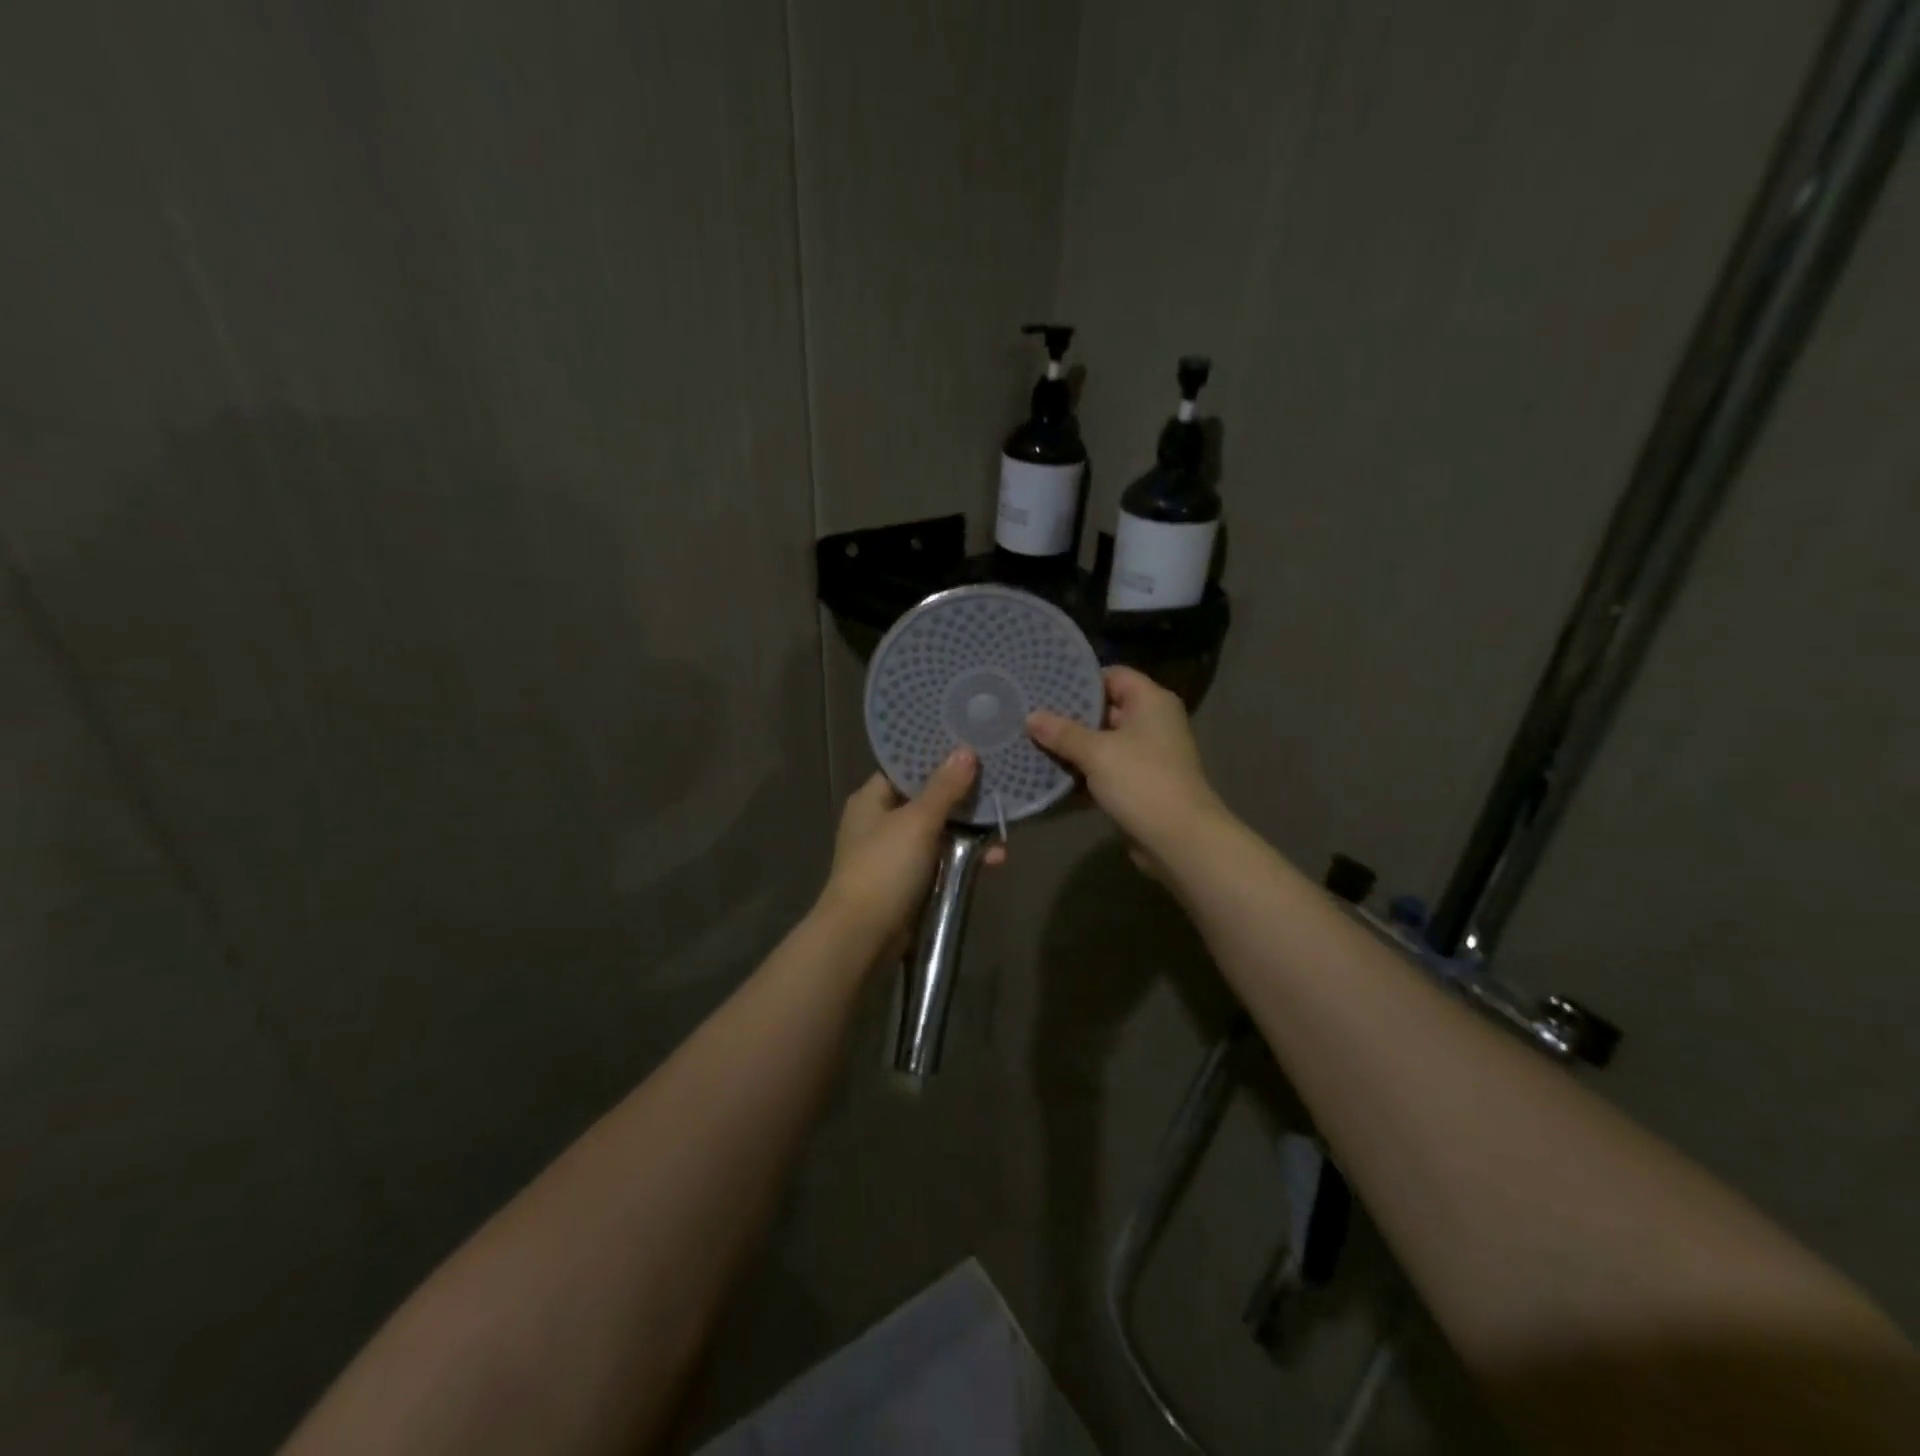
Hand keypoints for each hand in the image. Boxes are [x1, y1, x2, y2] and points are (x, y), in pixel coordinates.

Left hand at [819, 749, 1006, 956]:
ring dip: (970, 830)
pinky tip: (995, 859)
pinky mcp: (910, 881)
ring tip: (1004, 825)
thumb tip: (965, 750)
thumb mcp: (918, 821)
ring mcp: (895, 853)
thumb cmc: (885, 867)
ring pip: (939, 831)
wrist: (863, 935)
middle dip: (962, 797)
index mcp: (872, 799)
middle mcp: (881, 822)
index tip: (973, 748)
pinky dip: (965, 858)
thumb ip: (944, 787)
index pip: (906, 768)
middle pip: (927, 799)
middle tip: (998, 783)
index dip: (937, 757)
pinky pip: (942, 860)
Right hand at [1026, 667, 1227, 873]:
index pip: (1113, 675)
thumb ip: (1062, 733)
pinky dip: (1082, 773)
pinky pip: (1105, 770)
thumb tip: (1031, 717)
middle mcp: (1152, 723)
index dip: (1080, 679)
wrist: (1179, 840)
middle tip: (1030, 714)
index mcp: (1151, 702)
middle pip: (1105, 709)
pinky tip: (1049, 775)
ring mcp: (1146, 755)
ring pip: (1102, 742)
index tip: (1045, 685)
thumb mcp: (1097, 752)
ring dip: (1072, 747)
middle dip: (1069, 715)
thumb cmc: (1142, 781)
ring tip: (1031, 742)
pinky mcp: (1138, 784)